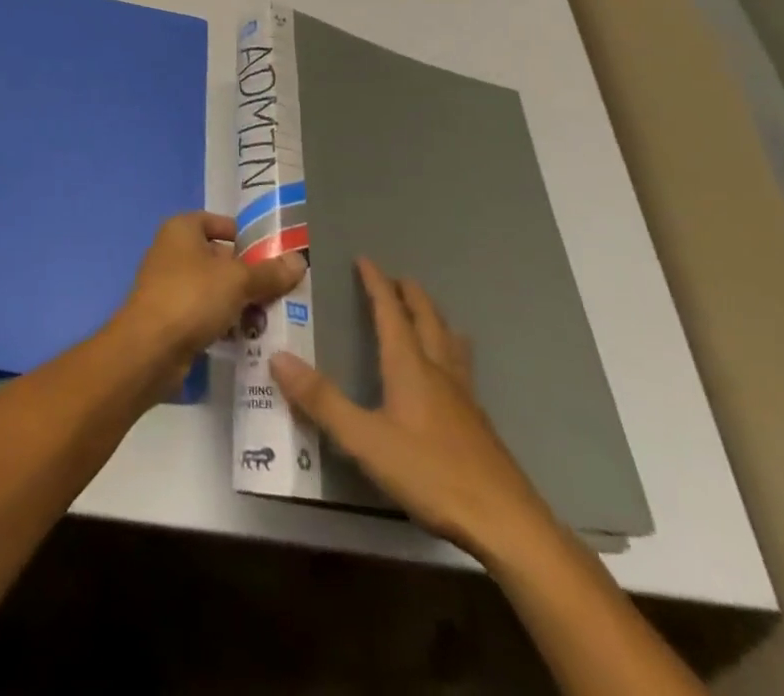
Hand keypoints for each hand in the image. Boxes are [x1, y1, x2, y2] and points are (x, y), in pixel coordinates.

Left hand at [114, 212, 304, 376]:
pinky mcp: (170, 317)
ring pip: (213, 288)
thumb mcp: (238, 281)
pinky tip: (248, 337)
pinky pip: (204, 312)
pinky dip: (224, 321)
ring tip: (270, 317)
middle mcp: (171, 251)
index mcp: (181, 229)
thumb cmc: (192, 297)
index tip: (273, 254)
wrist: (149, 349)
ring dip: (239, 301)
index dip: (245, 236)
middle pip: (219, 257)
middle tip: (280, 291)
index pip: (218, 222)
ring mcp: (168, 285)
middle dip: (248, 275)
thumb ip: (269, 272)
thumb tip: (299, 261)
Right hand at [270, 258, 555, 563]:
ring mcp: (464, 397)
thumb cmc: (431, 474)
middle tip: (396, 279)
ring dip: (435, 319)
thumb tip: (277, 357)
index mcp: (409, 366)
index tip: (364, 259)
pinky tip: (449, 374)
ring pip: (450, 342)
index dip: (376, 284)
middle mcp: (438, 371)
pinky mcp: (478, 424)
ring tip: (428, 314)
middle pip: (426, 319)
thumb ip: (321, 400)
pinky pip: (461, 368)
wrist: (506, 524)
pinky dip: (450, 351)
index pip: (390, 312)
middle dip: (410, 295)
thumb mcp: (364, 440)